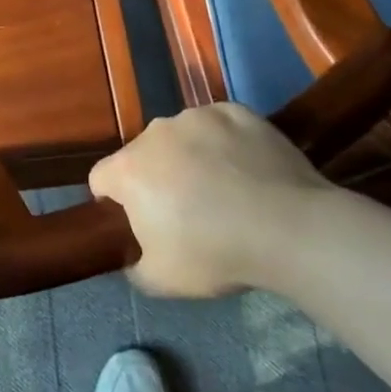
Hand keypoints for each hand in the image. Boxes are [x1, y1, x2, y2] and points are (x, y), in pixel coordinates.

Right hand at [89, 103, 340, 298]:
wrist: (290, 228)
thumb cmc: (216, 253)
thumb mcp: (161, 280)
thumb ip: (134, 267)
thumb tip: (133, 259)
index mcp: (128, 170)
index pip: (100, 179)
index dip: (113, 202)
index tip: (138, 222)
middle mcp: (155, 133)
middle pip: (142, 155)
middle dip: (155, 177)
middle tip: (186, 211)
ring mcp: (197, 117)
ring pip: (180, 137)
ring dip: (189, 157)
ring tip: (224, 188)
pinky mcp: (235, 111)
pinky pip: (218, 126)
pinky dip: (224, 143)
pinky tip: (247, 169)